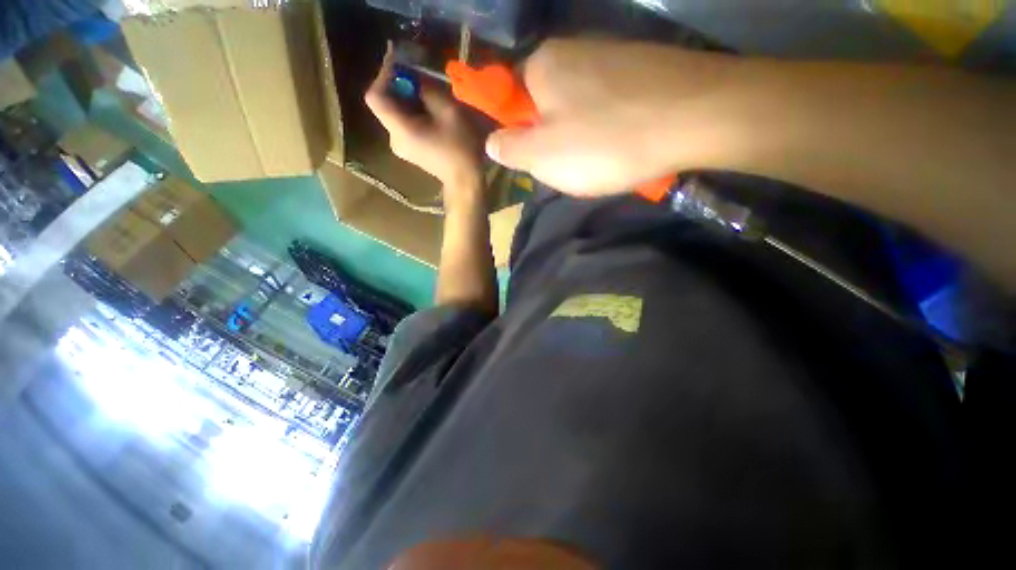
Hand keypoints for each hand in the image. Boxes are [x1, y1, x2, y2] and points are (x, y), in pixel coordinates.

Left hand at [365, 43, 481, 193]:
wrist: (465, 181)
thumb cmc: (461, 149)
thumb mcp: (449, 113)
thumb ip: (428, 90)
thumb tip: (416, 79)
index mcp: (400, 130)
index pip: (375, 96)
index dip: (384, 76)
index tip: (401, 65)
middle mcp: (393, 138)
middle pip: (385, 104)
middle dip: (398, 86)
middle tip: (418, 77)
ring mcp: (400, 146)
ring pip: (394, 113)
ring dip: (407, 99)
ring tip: (428, 94)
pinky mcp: (408, 149)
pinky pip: (403, 124)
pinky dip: (412, 112)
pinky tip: (429, 112)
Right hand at [485, 39, 737, 196]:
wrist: (696, 117)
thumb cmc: (604, 142)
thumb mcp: (542, 157)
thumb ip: (510, 149)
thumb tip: (493, 143)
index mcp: (542, 66)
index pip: (512, 96)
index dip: (518, 130)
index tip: (534, 156)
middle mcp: (574, 50)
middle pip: (547, 103)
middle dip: (552, 137)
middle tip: (570, 165)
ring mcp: (612, 55)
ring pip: (580, 106)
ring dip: (582, 136)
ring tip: (602, 159)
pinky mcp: (642, 68)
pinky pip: (611, 104)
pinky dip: (610, 128)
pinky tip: (625, 143)